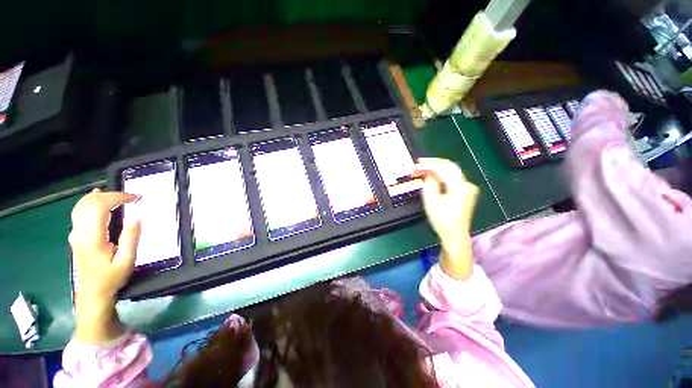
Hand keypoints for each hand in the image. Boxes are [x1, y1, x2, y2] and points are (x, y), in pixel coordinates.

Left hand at [69, 189, 140, 342]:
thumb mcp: (127, 260)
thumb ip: (131, 238)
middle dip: (111, 195)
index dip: (118, 197)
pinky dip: (91, 201)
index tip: (136, 198)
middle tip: (131, 197)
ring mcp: (75, 233)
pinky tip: (98, 198)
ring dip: (101, 196)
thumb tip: (137, 216)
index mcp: (93, 238)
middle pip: (89, 202)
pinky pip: (79, 211)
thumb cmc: (112, 277)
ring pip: (82, 204)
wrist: (94, 292)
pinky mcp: (76, 235)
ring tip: (119, 196)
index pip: (99, 207)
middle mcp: (80, 232)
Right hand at [415, 158, 478, 279]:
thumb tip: (429, 174)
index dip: (430, 163)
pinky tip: (432, 177)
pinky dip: (441, 176)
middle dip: (433, 164)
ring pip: (451, 173)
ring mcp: (467, 189)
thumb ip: (430, 184)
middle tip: (419, 165)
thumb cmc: (442, 220)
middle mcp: (466, 185)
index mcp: (460, 186)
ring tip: (423, 170)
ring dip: (436, 170)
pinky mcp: (465, 193)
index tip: (418, 162)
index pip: (445, 167)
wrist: (454, 236)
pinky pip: (452, 179)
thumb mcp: (432, 201)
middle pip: (450, 167)